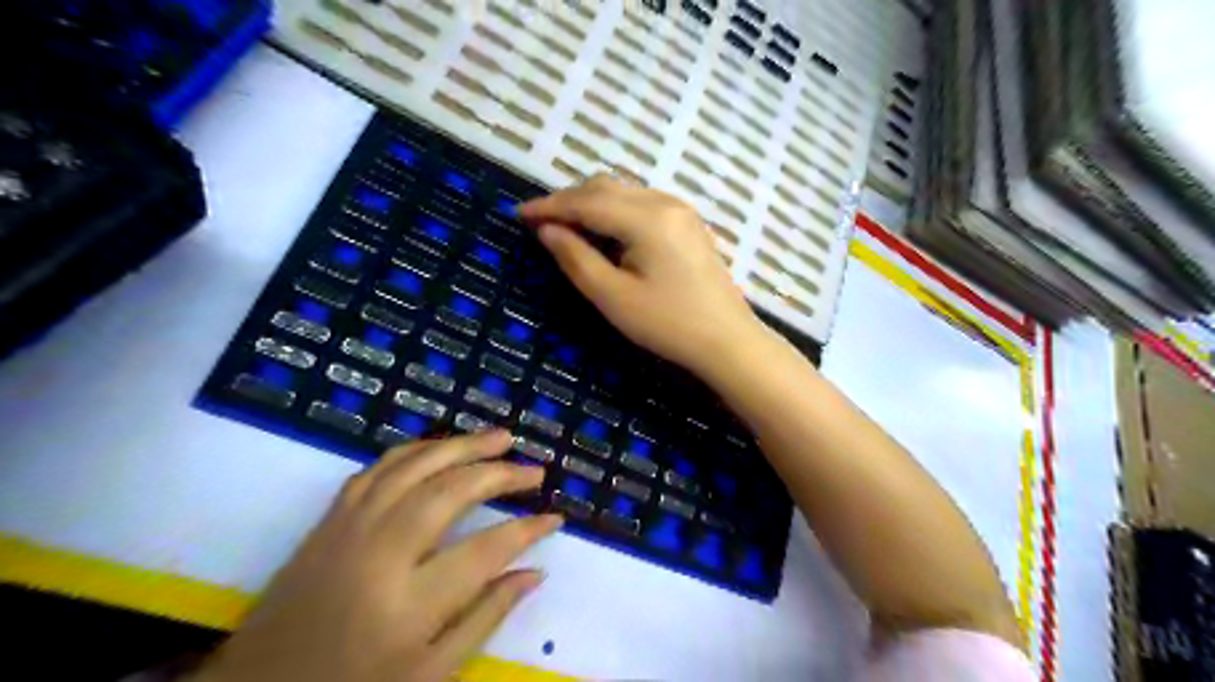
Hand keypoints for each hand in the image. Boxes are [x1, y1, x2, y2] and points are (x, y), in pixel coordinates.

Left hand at [195, 433, 563, 681]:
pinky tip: (440, 447)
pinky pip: (379, 467)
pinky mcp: (330, 517)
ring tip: (501, 437)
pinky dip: (416, 449)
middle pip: (452, 491)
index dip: (527, 529)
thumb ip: (486, 618)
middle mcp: (380, 552)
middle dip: (501, 474)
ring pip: (416, 466)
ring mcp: (350, 526)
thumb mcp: (429, 675)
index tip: (555, 518)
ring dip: (464, 445)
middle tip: (535, 470)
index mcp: (408, 604)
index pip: (486, 550)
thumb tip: (534, 573)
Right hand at [519, 177, 757, 374]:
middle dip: (569, 200)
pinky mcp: (688, 224)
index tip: (519, 214)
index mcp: (646, 218)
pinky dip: (615, 210)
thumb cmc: (668, 324)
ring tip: (567, 227)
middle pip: (606, 187)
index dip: (549, 205)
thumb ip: (576, 258)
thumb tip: (547, 230)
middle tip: (541, 222)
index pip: (586, 201)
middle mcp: (665, 202)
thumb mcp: (613, 297)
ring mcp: (681, 210)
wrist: (727, 341)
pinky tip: (605, 231)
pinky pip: (642, 203)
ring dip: (592, 203)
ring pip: (625, 192)